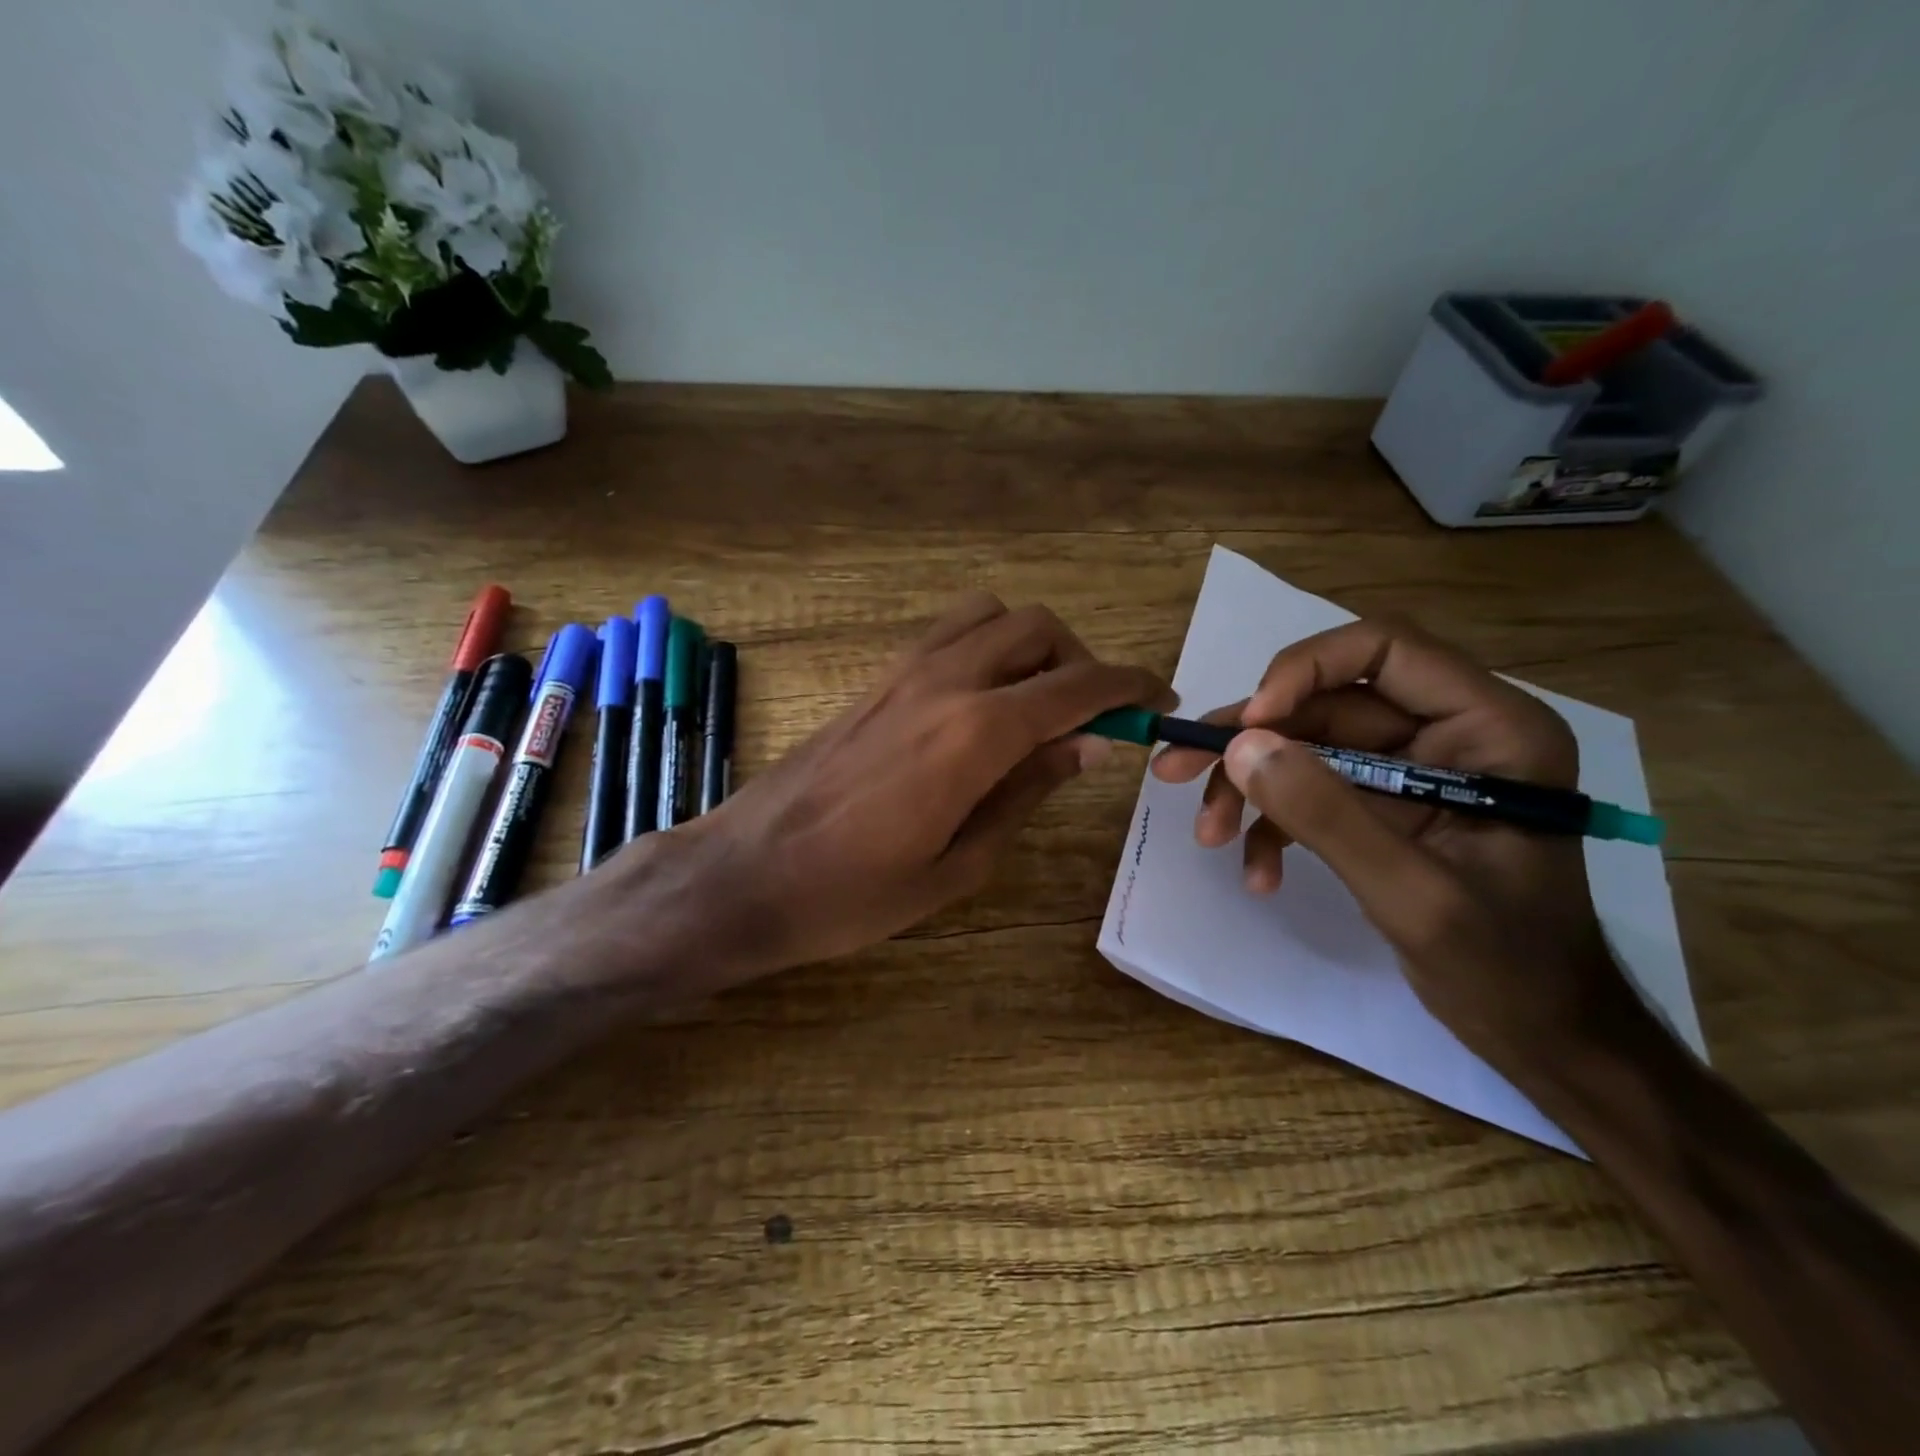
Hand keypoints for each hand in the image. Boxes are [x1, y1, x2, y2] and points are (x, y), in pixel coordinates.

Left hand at [676, 594, 1168, 983]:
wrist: (744, 875)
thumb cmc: (853, 894)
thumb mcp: (959, 863)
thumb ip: (1026, 791)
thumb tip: (1086, 744)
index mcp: (974, 734)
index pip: (1074, 686)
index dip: (1128, 686)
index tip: (1159, 698)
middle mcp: (943, 682)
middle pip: (1034, 626)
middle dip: (1079, 659)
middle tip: (1089, 716)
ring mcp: (902, 672)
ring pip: (987, 615)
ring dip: (1028, 644)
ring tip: (1035, 703)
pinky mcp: (874, 680)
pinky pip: (946, 635)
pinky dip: (984, 647)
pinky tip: (981, 705)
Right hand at [1151, 618, 1650, 1075]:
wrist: (1538, 1034)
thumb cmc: (1505, 967)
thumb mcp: (1412, 894)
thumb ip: (1327, 815)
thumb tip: (1240, 746)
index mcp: (1490, 728)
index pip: (1385, 649)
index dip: (1304, 670)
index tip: (1247, 725)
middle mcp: (1450, 732)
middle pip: (1327, 702)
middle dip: (1251, 743)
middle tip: (1176, 770)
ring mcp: (1413, 770)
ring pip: (1307, 746)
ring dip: (1250, 788)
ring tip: (1209, 834)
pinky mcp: (1386, 805)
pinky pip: (1313, 791)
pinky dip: (1274, 825)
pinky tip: (1257, 871)